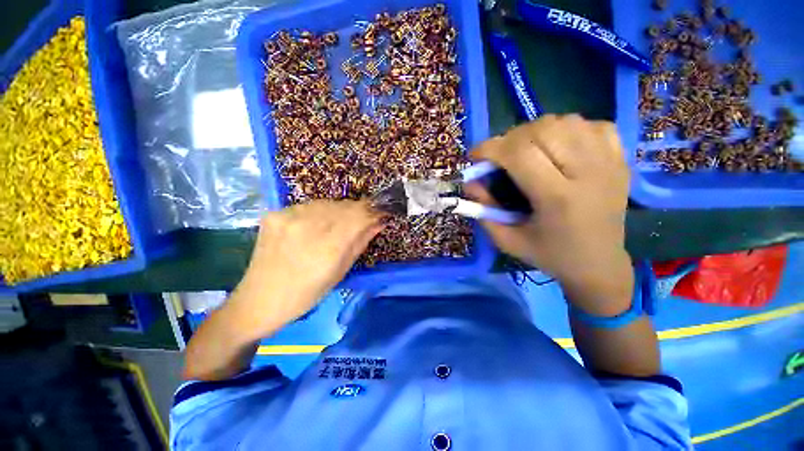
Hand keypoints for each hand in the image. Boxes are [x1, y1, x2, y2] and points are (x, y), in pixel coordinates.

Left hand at [228, 200, 382, 338]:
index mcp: (328, 246)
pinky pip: (309, 206)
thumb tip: (378, 221)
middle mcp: (308, 225)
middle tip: (362, 221)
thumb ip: (360, 242)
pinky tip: (315, 227)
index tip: (381, 213)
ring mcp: (288, 216)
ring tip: (337, 226)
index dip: (373, 211)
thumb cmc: (307, 294)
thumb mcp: (341, 271)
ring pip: (328, 203)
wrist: (260, 299)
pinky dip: (319, 213)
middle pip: (345, 206)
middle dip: (358, 212)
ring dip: (339, 211)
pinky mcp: (274, 214)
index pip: (360, 215)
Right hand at [468, 115, 632, 315]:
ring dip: (536, 131)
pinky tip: (559, 147)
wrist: (598, 264)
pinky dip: (568, 129)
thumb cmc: (549, 255)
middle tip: (500, 156)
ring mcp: (609, 162)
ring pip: (566, 121)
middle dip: (510, 139)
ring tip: (526, 150)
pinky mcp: (621, 159)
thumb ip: (483, 210)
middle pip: (543, 130)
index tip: (475, 155)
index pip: (520, 154)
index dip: (491, 148)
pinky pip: (592, 125)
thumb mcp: (506, 239)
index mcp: (558, 198)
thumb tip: (470, 182)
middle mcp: (588, 173)